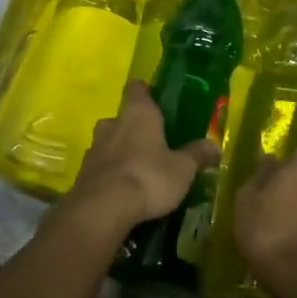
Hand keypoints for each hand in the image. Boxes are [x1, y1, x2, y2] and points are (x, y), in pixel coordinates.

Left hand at [66, 81, 218, 231]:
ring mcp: (93, 148)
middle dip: (134, 128)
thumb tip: (215, 146)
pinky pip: (99, 166)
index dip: (146, 92)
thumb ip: (197, 155)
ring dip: (120, 151)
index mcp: (138, 113)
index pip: (137, 88)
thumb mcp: (182, 169)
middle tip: (152, 143)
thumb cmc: (148, 177)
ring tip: (138, 169)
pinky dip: (109, 173)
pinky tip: (121, 189)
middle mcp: (112, 124)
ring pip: (108, 142)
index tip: (156, 101)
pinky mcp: (82, 173)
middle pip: (122, 117)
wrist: (102, 209)